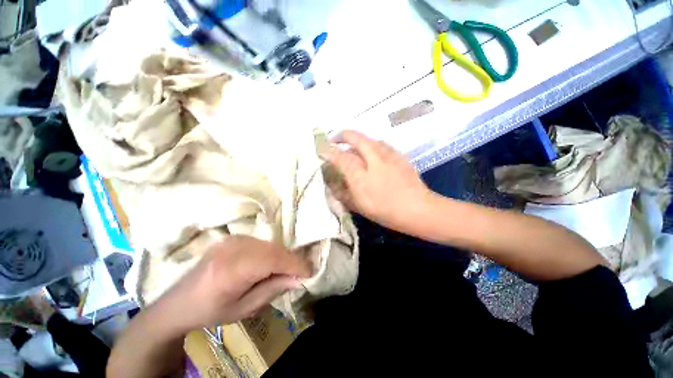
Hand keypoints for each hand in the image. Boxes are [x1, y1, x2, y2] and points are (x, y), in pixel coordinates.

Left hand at [156, 235, 310, 334]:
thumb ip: (273, 289)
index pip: (273, 259)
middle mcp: (233, 248)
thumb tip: (299, 278)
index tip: (310, 272)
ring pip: (270, 244)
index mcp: (231, 270)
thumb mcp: (244, 309)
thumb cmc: (210, 311)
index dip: (295, 264)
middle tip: (299, 274)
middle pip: (274, 249)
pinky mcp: (234, 237)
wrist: (179, 302)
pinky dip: (272, 252)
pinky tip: (268, 264)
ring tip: (284, 271)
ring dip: (282, 257)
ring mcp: (233, 239)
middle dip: (291, 260)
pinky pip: (262, 242)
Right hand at [324, 130, 432, 233]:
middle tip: (334, 138)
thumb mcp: (359, 206)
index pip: (339, 156)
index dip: (328, 151)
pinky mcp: (398, 155)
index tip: (321, 149)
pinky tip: (371, 152)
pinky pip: (380, 144)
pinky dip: (371, 144)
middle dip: (342, 135)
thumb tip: (333, 183)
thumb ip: (343, 193)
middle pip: (354, 137)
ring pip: (368, 138)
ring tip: (352, 145)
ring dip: (357, 139)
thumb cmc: (386, 211)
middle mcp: (372, 159)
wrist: (419, 209)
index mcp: (360, 175)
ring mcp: (387, 155)